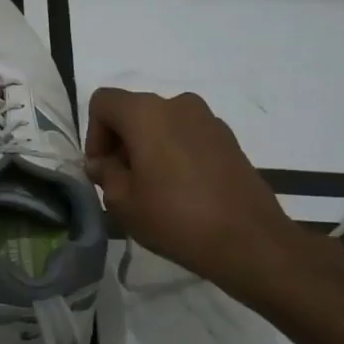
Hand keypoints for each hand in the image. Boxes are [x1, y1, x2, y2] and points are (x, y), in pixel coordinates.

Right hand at [84, 87, 343, 317]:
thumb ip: (105, 173)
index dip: (94, 133)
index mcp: (146, 112)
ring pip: (163, 123)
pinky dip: (176, 152)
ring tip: (154, 188)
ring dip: (149, 147)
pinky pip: (189, 135)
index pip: (103, 102)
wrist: (250, 241)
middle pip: (134, 111)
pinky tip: (183, 190)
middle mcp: (177, 104)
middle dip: (121, 141)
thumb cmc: (175, 218)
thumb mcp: (123, 202)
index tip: (102, 169)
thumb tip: (102, 163)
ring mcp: (208, 119)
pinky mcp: (229, 139)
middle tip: (123, 182)